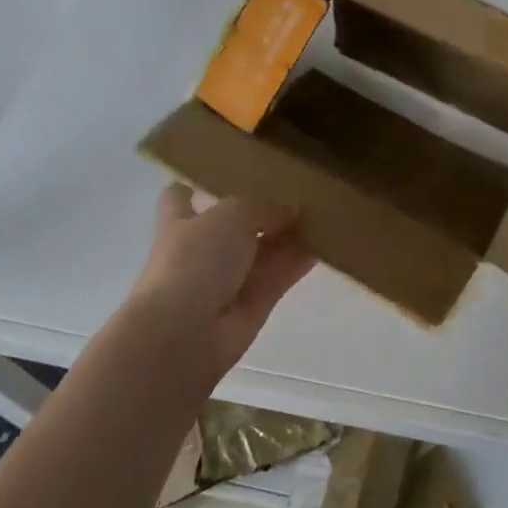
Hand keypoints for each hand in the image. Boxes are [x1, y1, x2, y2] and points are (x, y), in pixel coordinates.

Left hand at [121, 185, 316, 381]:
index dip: (196, 186)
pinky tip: (328, 243)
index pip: (180, 198)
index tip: (223, 173)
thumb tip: (291, 211)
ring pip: (264, 250)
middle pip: (235, 224)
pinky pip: (281, 275)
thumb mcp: (231, 215)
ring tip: (324, 211)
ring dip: (289, 234)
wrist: (184, 334)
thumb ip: (263, 207)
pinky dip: (301, 261)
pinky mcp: (253, 304)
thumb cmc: (194, 261)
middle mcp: (202, 250)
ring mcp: (228, 279)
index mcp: (180, 222)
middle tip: (300, 188)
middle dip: (263, 209)